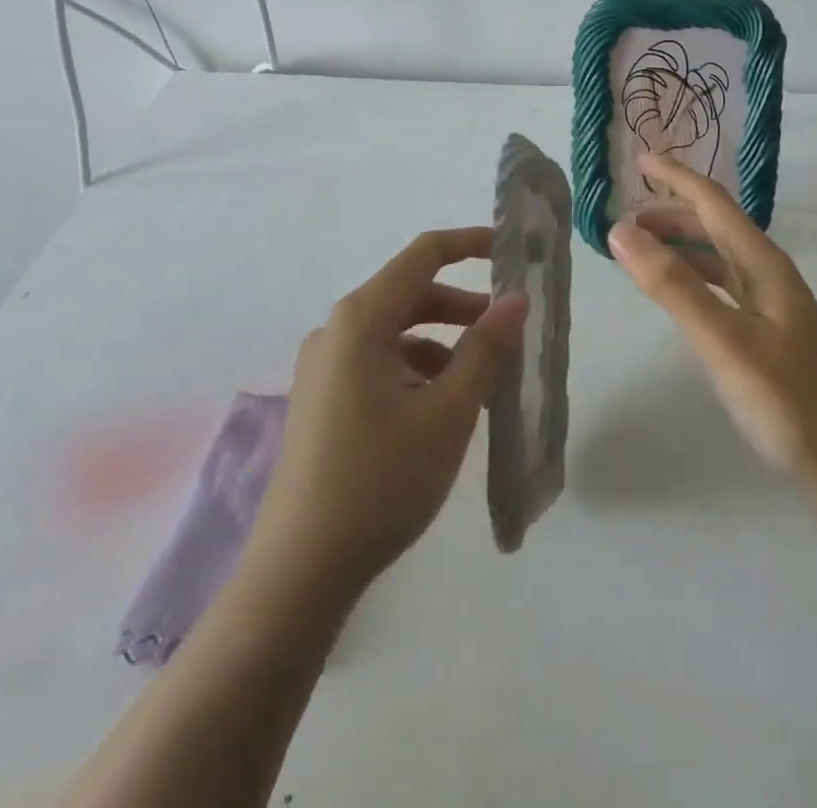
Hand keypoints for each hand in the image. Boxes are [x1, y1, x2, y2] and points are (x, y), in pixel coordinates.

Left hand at [244, 228, 525, 601]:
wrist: (299, 572)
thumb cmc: (382, 480)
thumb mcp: (449, 411)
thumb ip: (486, 347)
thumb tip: (516, 299)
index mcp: (361, 320)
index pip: (423, 255)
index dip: (470, 243)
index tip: (511, 251)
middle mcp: (336, 330)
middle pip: (411, 294)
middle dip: (464, 306)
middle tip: (509, 331)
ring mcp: (324, 366)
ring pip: (397, 331)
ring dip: (444, 341)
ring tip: (483, 377)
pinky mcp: (322, 398)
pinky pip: (379, 361)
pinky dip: (417, 367)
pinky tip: (443, 406)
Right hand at [608, 153, 816, 505]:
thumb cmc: (789, 402)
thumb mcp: (724, 341)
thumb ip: (672, 285)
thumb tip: (620, 229)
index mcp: (763, 263)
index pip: (712, 202)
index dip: (675, 176)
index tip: (637, 158)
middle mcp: (768, 274)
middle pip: (714, 226)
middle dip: (670, 212)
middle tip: (621, 218)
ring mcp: (771, 306)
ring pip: (717, 258)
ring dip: (679, 246)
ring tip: (637, 251)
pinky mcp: (768, 335)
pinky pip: (721, 288)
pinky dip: (692, 279)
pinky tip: (677, 295)